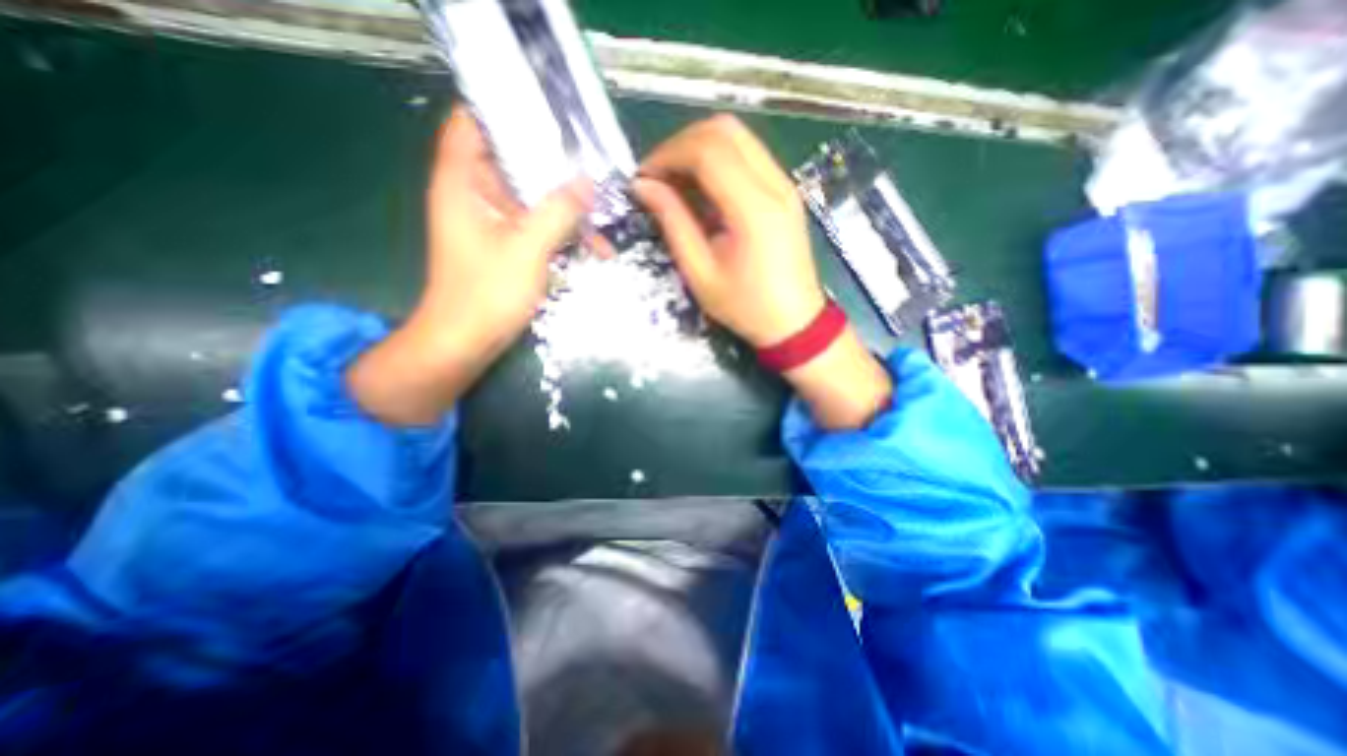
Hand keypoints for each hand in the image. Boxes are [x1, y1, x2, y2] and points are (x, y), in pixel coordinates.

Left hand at [347, 105, 590, 425]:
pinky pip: (536, 228)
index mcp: (462, 183)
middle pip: (512, 162)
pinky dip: (561, 233)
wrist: (466, 343)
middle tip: (592, 164)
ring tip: (602, 213)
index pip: (473, 123)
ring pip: (531, 200)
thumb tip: (587, 182)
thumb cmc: (487, 293)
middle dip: (553, 165)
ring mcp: (491, 224)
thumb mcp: (528, 248)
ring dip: (565, 207)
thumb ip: (558, 211)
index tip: (548, 114)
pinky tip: (592, 247)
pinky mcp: (505, 248)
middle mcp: (473, 196)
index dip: (505, 110)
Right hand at [635, 113, 892, 427]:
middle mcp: (775, 184)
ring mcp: (785, 184)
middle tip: (658, 177)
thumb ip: (673, 223)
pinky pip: (749, 155)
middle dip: (681, 144)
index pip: (707, 150)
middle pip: (724, 130)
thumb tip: (644, 187)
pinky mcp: (785, 191)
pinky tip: (703, 189)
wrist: (794, 322)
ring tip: (676, 182)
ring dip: (699, 148)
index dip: (667, 155)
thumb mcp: (701, 273)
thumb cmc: (746, 307)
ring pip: (738, 137)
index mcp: (754, 208)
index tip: (643, 179)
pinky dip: (719, 160)